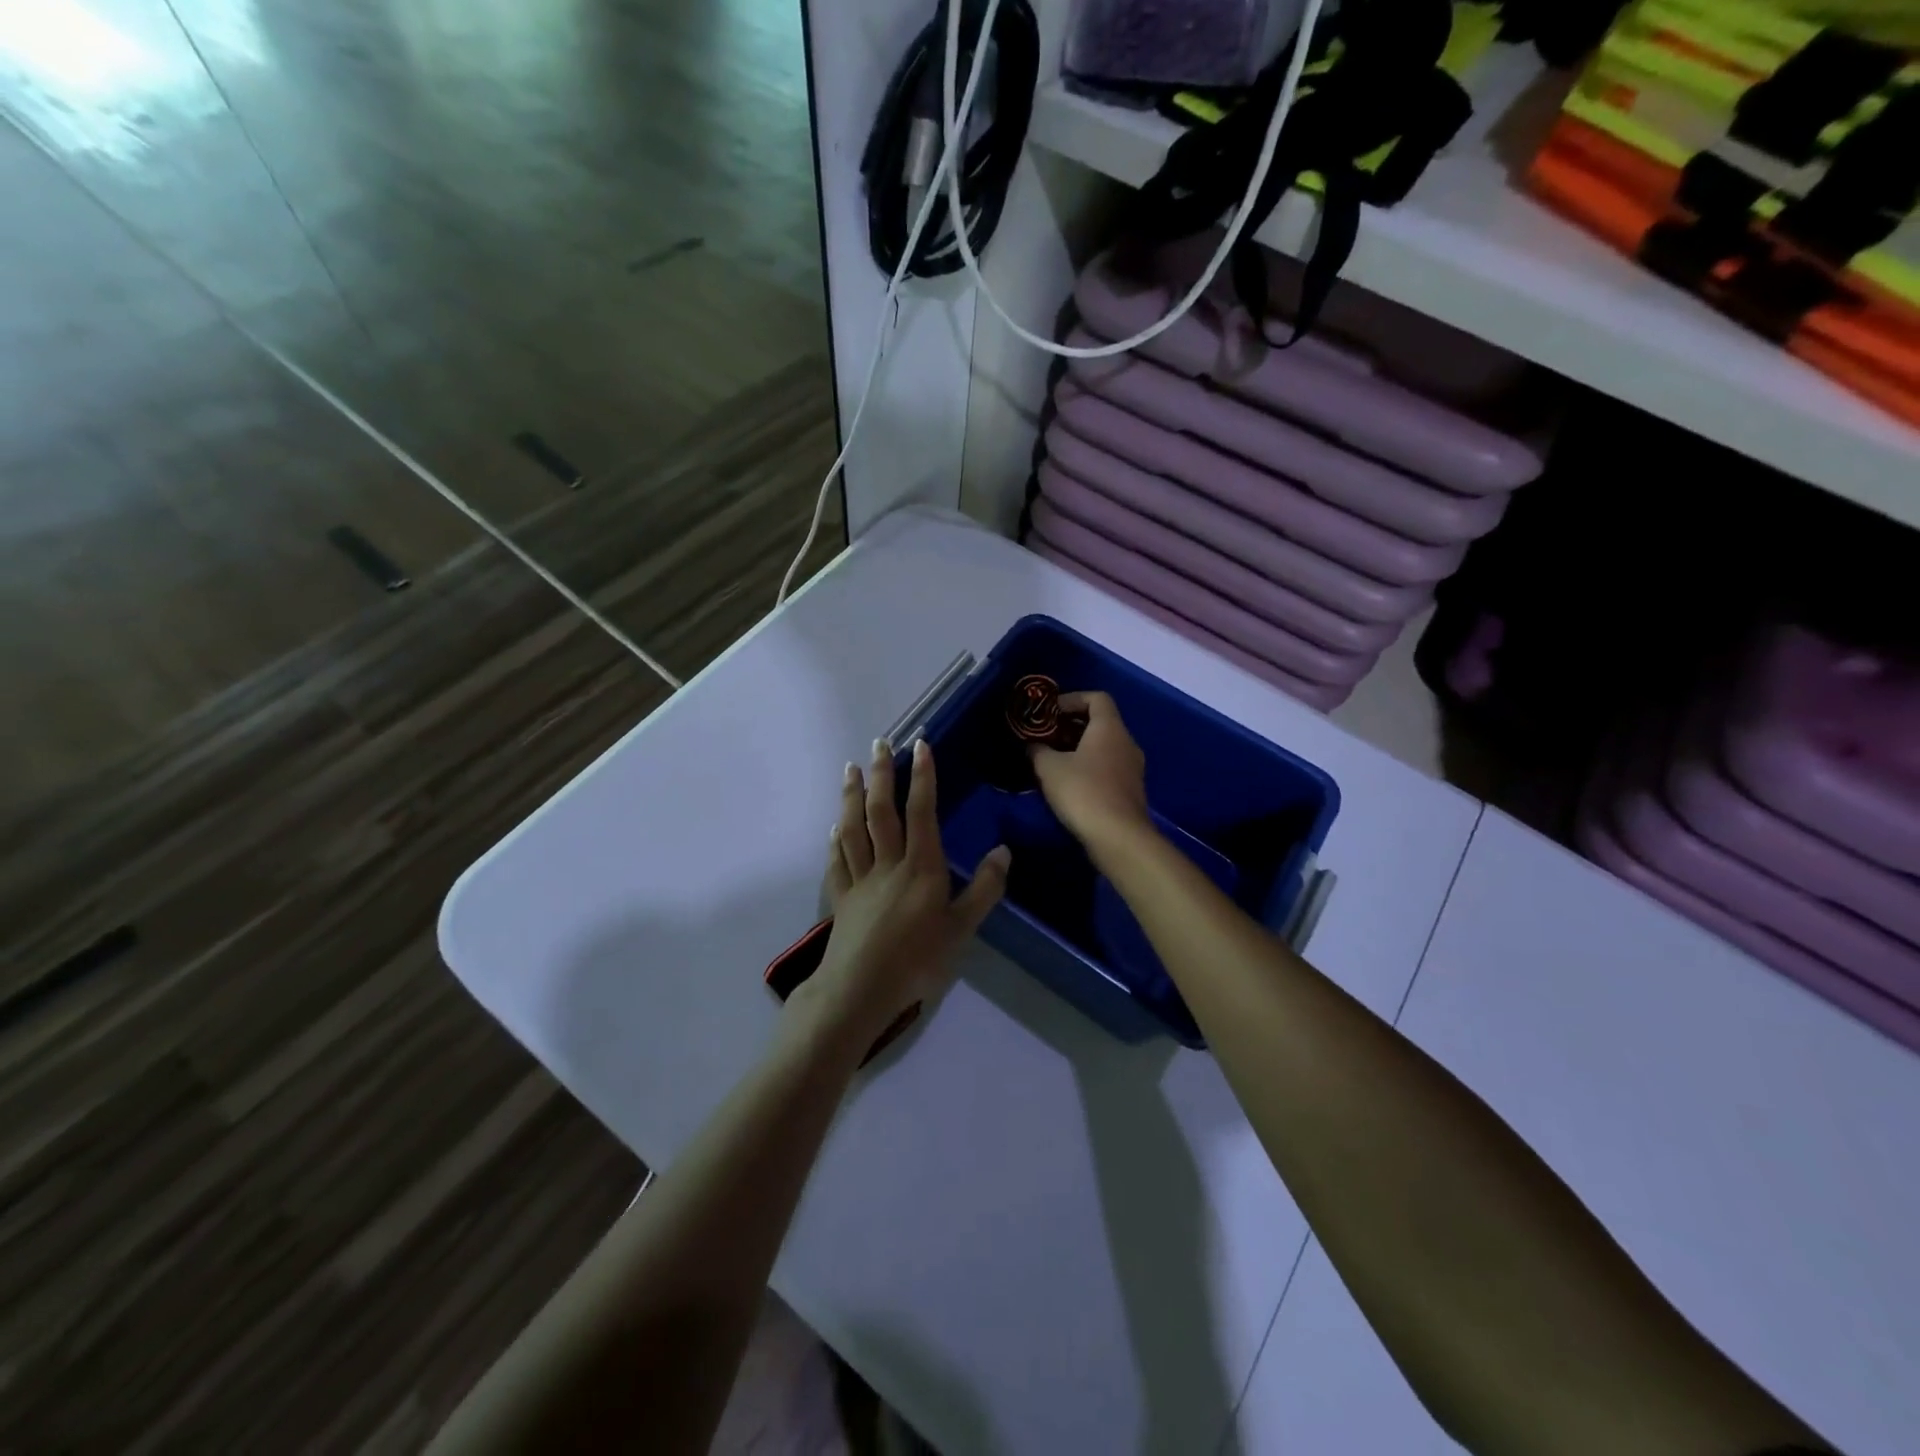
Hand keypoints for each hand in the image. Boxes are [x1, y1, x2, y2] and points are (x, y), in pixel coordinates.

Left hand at [797, 737, 1009, 1047]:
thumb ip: (985, 888)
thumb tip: (1003, 850)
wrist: (861, 989)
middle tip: (879, 743)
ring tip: (851, 769)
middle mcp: (888, 863)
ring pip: (854, 827)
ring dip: (852, 795)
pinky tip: (835, 826)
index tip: (919, 745)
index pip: (921, 811)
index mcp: (921, 866)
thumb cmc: (918, 959)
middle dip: (881, 774)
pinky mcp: (841, 897)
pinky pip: (837, 860)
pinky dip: (836, 839)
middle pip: (881, 810)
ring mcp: (860, 879)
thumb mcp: (962, 927)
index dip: (922, 776)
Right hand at [1029, 692, 1152, 854]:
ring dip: (1079, 749)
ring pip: (1104, 747)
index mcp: (1109, 728)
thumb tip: (1033, 744)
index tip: (1049, 712)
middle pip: (1100, 722)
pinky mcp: (1131, 790)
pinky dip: (1089, 767)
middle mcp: (1126, 742)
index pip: (1096, 698)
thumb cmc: (1083, 792)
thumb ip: (1038, 750)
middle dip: (1071, 726)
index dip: (1072, 699)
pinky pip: (1108, 767)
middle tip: (1046, 736)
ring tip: (1053, 760)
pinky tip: (1069, 784)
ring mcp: (1132, 767)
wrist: (1118, 837)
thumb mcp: (1049, 768)